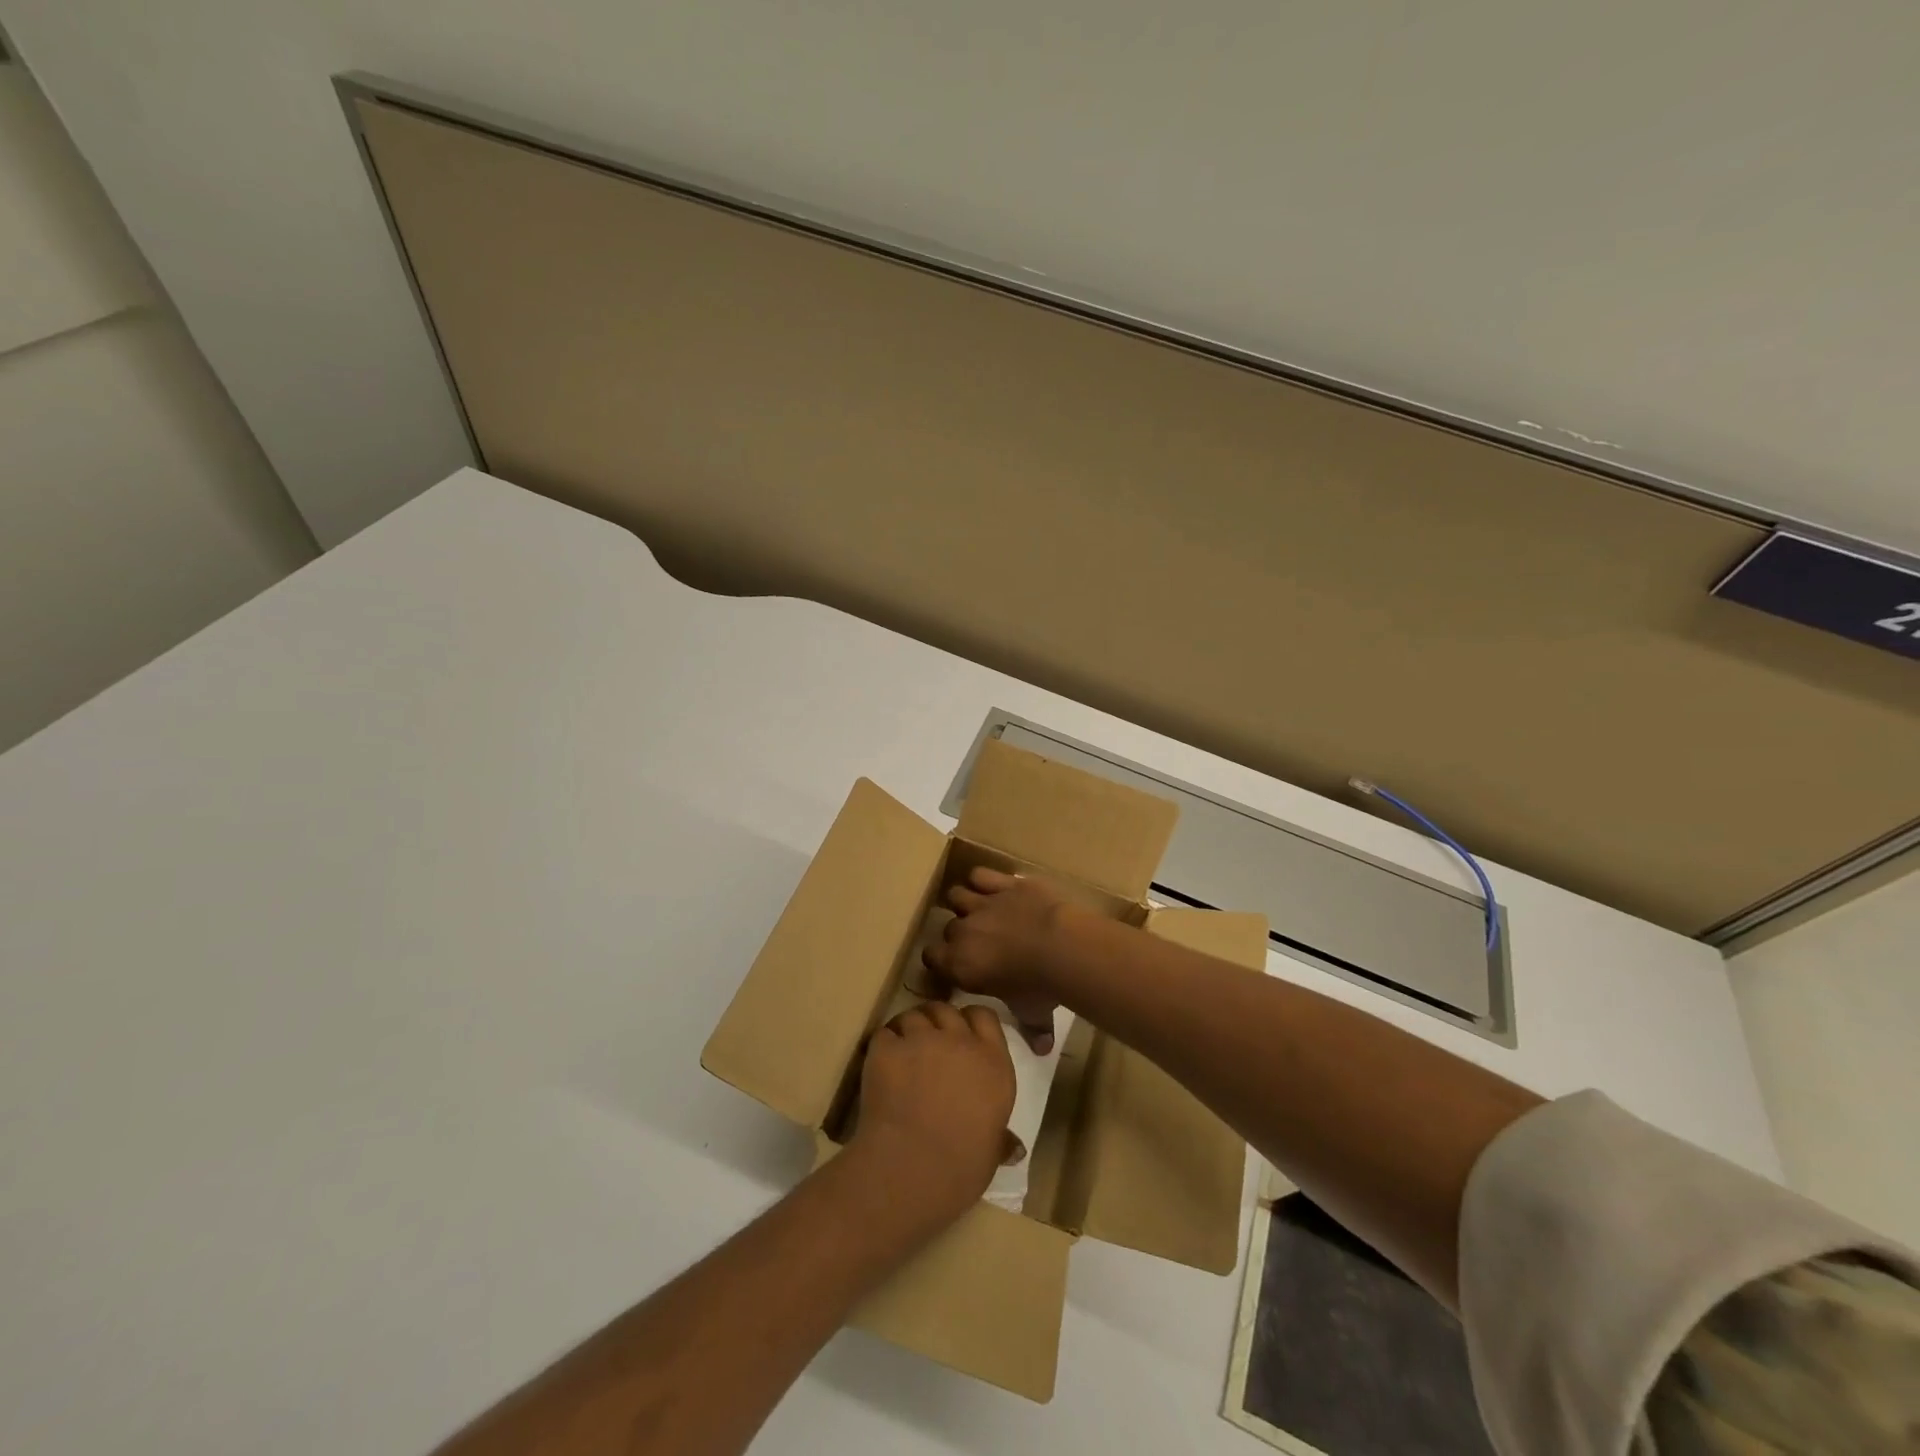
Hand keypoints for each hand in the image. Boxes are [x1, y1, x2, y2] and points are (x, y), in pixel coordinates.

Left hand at [849, 1002, 1015, 1226]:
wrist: (912, 1170)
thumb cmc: (962, 1167)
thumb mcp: (991, 1152)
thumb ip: (1000, 1138)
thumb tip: (1015, 1148)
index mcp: (993, 1063)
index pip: (984, 1016)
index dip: (970, 1021)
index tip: (962, 1035)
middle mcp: (960, 1041)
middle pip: (946, 1010)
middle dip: (937, 1020)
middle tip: (928, 1042)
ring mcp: (922, 1040)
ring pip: (914, 1015)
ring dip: (909, 1029)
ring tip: (902, 1052)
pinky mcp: (888, 1048)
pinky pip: (884, 1034)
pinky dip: (883, 1045)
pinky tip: (881, 1065)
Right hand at [923, 867, 1078, 1053]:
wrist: (1062, 947)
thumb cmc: (1040, 987)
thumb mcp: (1034, 1013)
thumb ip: (1033, 1029)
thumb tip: (1042, 1050)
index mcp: (960, 965)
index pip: (932, 958)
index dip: (941, 961)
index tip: (954, 967)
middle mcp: (964, 932)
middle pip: (948, 928)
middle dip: (958, 934)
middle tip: (977, 942)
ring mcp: (983, 903)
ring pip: (957, 895)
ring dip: (965, 902)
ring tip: (978, 909)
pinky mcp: (1004, 883)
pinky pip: (981, 874)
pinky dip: (984, 879)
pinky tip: (992, 886)